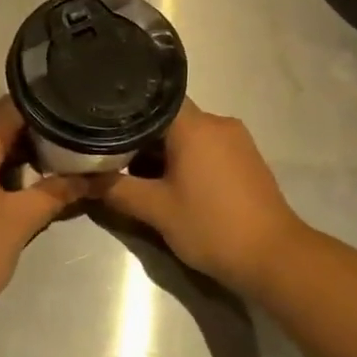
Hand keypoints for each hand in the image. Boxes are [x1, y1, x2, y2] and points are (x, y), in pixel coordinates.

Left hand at [0, 99, 87, 336]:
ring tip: (47, 175)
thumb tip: (96, 177)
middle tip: (67, 151)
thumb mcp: (21, 221)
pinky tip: (13, 196)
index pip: (9, 111)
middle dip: (30, 141)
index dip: (42, 110)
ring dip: (10, 162)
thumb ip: (57, 192)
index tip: (70, 116)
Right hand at [90, 101, 307, 296]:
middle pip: (169, 119)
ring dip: (163, 153)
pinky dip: (186, 160)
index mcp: (195, 125)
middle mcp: (218, 123)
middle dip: (141, 139)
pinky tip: (172, 185)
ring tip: (137, 175)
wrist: (274, 256)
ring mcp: (237, 141)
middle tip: (112, 158)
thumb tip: (82, 180)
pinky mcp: (247, 159)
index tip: (102, 126)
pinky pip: (207, 148)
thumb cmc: (211, 226)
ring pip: (188, 135)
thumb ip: (116, 190)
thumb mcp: (156, 210)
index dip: (125, 111)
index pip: (153, 100)